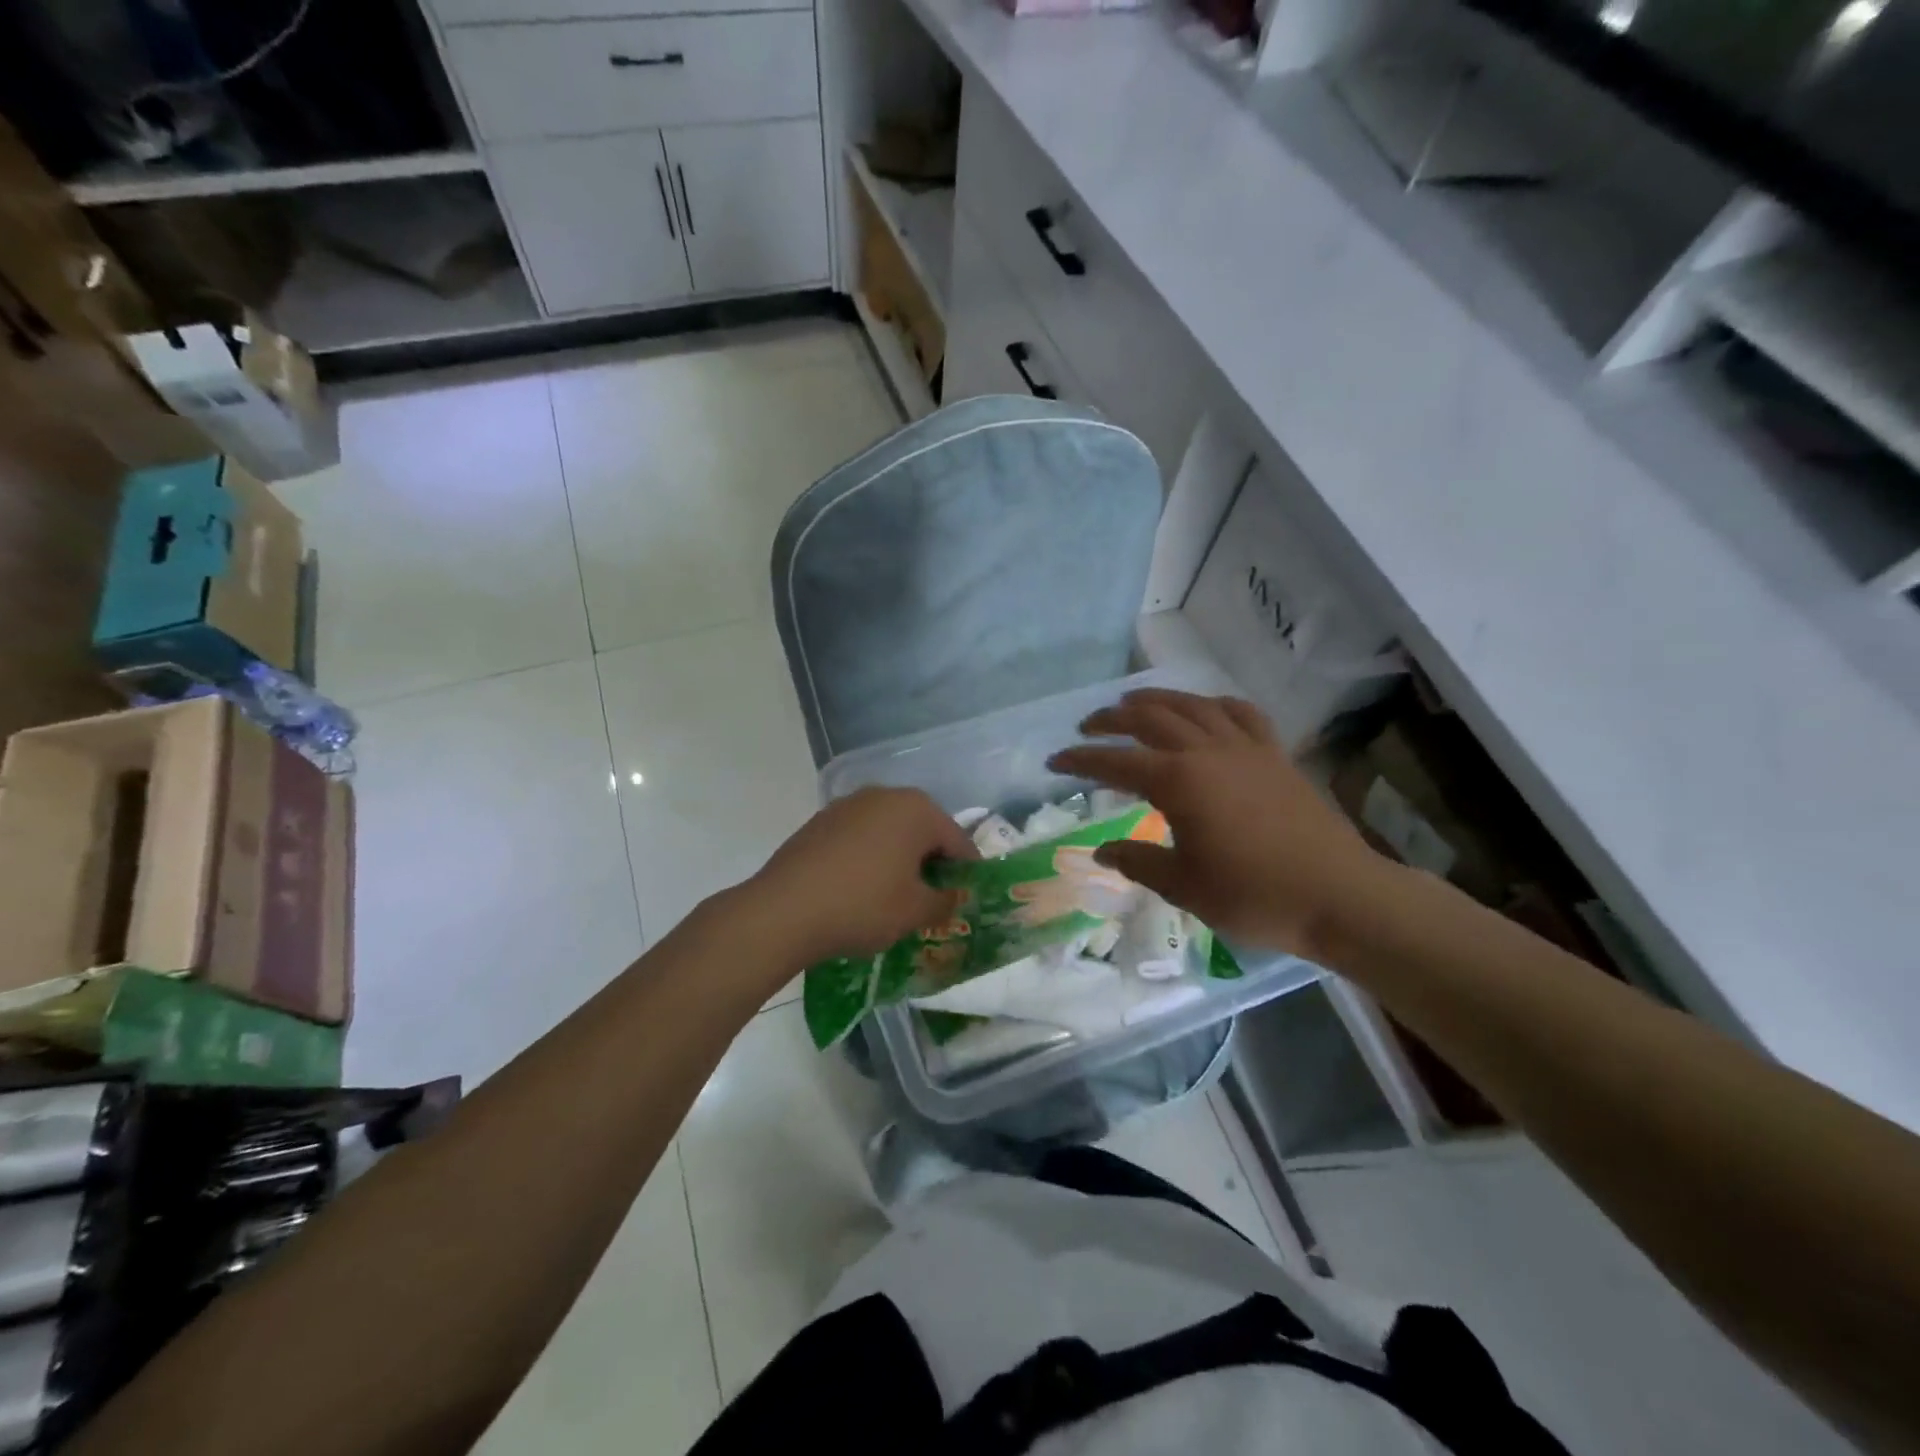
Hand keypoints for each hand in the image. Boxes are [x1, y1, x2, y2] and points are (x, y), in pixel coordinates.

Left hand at [746, 787, 977, 964]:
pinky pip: (859, 838)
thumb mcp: (915, 912)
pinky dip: (868, 858)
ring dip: (898, 859)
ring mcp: (848, 805)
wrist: (783, 910)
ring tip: (894, 897)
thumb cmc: (863, 905)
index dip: (966, 874)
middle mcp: (884, 795)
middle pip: (922, 831)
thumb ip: (945, 901)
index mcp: (917, 809)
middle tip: (930, 901)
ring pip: (889, 833)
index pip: (958, 841)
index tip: (964, 901)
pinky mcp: (820, 821)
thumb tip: (952, 896)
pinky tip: (859, 889)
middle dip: (930, 863)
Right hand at [1048, 690, 1395, 959]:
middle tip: (1087, 726)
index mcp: (1179, 783)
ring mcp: (1246, 748)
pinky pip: (1241, 714)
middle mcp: (1207, 752)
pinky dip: (1214, 705)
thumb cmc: (1254, 896)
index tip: (1055, 760)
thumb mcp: (1184, 886)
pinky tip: (1205, 710)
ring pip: (1193, 707)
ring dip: (1157, 700)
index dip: (1082, 760)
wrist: (1340, 896)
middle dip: (1112, 719)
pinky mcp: (1275, 755)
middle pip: (1150, 720)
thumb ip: (1138, 861)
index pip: (1116, 763)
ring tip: (1133, 703)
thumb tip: (1101, 852)